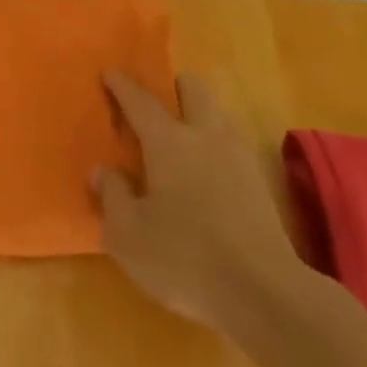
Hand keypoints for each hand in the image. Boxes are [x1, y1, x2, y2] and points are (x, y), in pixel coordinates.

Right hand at [95, 73, 308, 335]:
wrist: (264, 293)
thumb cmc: (184, 258)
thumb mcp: (128, 235)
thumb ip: (112, 196)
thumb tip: (103, 171)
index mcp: (168, 141)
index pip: (140, 101)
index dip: (122, 86)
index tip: (110, 73)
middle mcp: (205, 136)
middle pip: (193, 90)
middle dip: (175, 87)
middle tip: (157, 102)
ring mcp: (238, 157)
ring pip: (218, 114)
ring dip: (199, 114)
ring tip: (181, 136)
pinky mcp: (260, 183)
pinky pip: (231, 144)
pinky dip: (215, 144)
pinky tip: (206, 171)